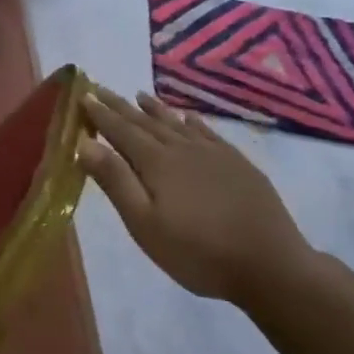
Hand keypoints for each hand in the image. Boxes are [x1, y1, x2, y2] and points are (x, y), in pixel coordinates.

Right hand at [79, 87, 312, 304]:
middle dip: (121, 106)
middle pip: (146, 122)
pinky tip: (187, 116)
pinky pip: (207, 132)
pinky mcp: (238, 164)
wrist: (270, 266)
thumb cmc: (197, 252)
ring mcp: (215, 154)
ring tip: (139, 95)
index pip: (121, 131)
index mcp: (157, 163)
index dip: (100, 114)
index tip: (83, 94)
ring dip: (155, 109)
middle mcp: (183, 149)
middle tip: (101, 88)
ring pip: (177, 123)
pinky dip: (192, 121)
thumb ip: (115, 181)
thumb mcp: (144, 223)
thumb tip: (85, 143)